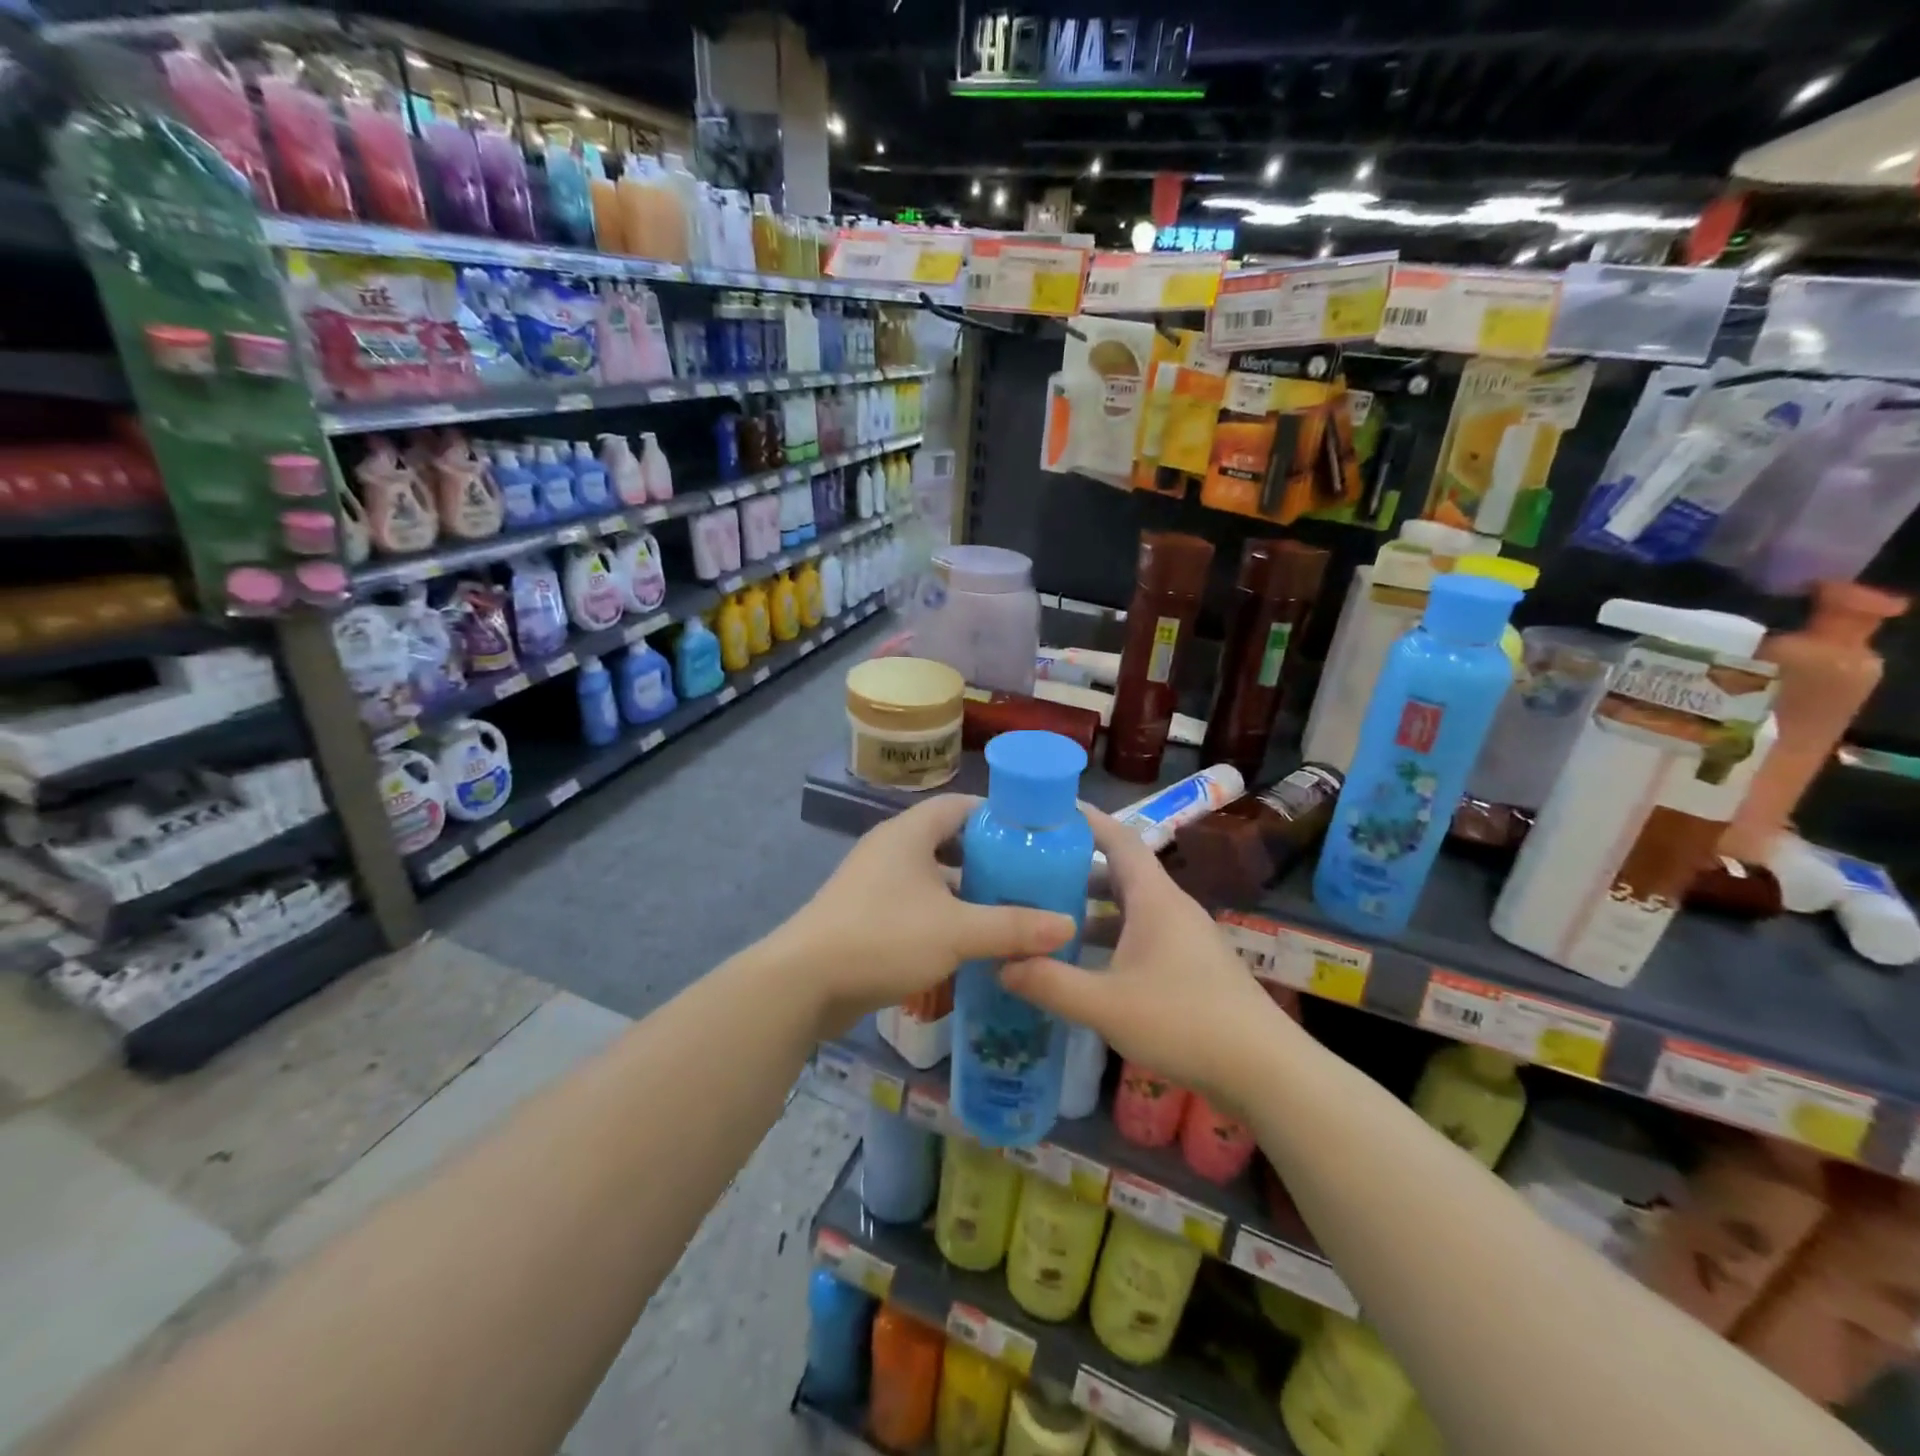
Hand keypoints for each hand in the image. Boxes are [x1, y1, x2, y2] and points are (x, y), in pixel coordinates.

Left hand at [780, 794, 1077, 1037]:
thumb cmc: (883, 938)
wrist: (803, 984)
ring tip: (1011, 910)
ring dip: (967, 892)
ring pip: (933, 878)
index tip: (1034, 834)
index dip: (997, 814)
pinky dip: (944, 917)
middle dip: (989, 858)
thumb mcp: (957, 931)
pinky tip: (971, 943)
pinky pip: (916, 906)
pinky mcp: (867, 917)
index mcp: (909, 834)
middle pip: (949, 841)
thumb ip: (1013, 926)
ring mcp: (875, 884)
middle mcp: (891, 850)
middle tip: (1030, 876)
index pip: (960, 804)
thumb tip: (1067, 924)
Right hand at [1001, 807, 1288, 1109]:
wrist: (1265, 1070)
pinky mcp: (1191, 965)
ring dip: (1092, 908)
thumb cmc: (1184, 1022)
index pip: (1119, 839)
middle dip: (1076, 869)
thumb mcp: (1105, 1005)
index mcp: (1154, 898)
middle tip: (1031, 872)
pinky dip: (1111, 937)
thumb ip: (1050, 983)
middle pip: (1120, 872)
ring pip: (1130, 907)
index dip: (1086, 821)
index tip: (1047, 813)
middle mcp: (1171, 907)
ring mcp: (1185, 937)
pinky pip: (1142, 934)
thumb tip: (1000, 964)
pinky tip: (1086, 964)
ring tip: (1048, 918)